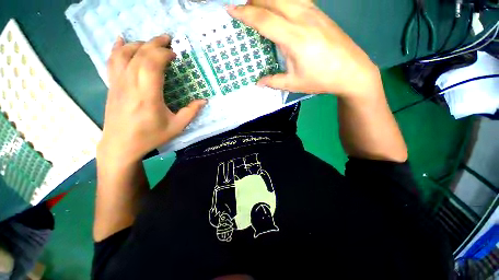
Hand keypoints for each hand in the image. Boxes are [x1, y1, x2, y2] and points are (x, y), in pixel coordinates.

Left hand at [97, 35, 205, 165]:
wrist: (121, 145)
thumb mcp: (176, 127)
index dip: (164, 54)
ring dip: (139, 44)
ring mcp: (118, 84)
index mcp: (148, 96)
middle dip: (154, 43)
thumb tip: (204, 100)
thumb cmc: (151, 136)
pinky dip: (117, 48)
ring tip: (151, 42)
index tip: (175, 55)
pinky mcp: (112, 86)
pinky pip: (111, 61)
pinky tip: (122, 40)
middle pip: (139, 55)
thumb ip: (191, 112)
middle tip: (167, 40)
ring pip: (124, 54)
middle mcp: (130, 85)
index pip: (152, 64)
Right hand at [227, 0, 381, 97]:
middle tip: (241, 8)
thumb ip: (273, 81)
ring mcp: (313, 12)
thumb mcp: (294, 84)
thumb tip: (258, 83)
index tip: (230, 9)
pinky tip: (277, 6)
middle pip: (272, 0)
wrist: (352, 71)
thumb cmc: (321, 79)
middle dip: (253, 1)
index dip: (245, 14)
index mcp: (294, 38)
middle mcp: (303, 18)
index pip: (264, 20)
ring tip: (256, 5)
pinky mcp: (319, 12)